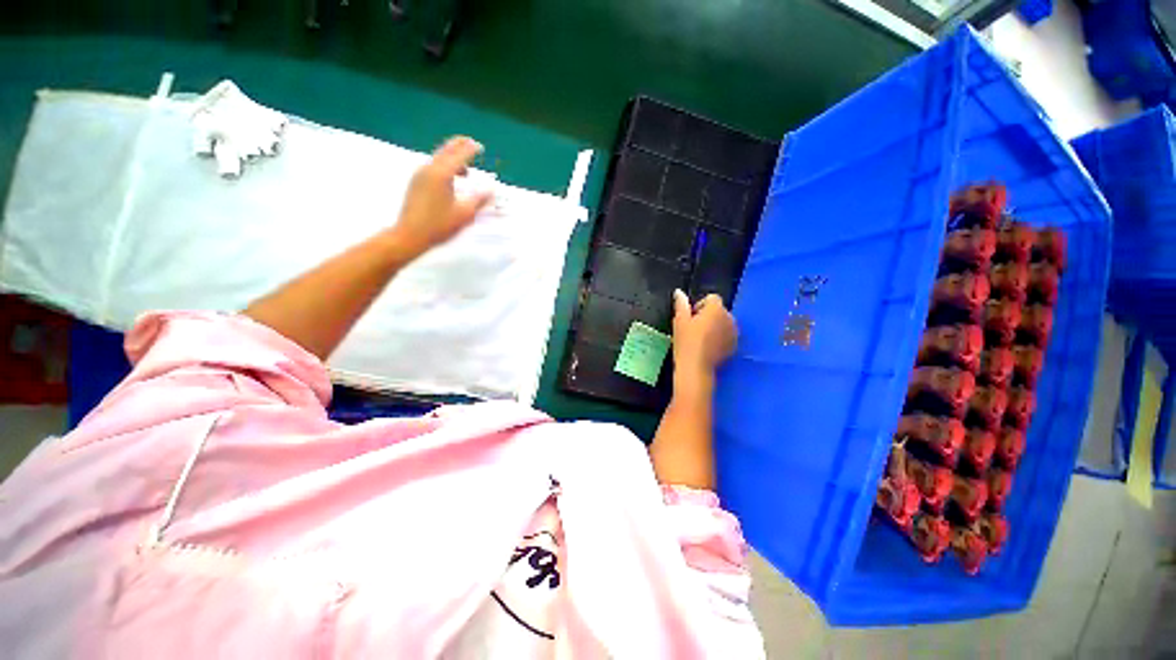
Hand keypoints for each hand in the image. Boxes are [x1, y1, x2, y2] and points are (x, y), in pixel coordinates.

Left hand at [387, 136, 493, 260]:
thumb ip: (479, 199)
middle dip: (459, 146)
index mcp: (442, 174)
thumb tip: (491, 189)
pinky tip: (451, 181)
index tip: (480, 146)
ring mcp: (420, 175)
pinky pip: (433, 167)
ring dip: (452, 159)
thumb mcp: (465, 214)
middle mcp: (429, 169)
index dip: (470, 149)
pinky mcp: (416, 183)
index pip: (459, 155)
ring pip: (438, 158)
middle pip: (446, 150)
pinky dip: (445, 167)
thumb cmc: (439, 225)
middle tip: (471, 144)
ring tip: (465, 171)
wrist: (410, 234)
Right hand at [671, 289, 736, 382]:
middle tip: (694, 328)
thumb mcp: (679, 321)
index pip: (712, 298)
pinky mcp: (735, 346)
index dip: (700, 305)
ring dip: (715, 326)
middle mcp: (729, 318)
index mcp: (716, 309)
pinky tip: (709, 347)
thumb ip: (681, 304)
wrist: (696, 367)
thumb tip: (679, 292)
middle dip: (709, 315)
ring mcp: (734, 333)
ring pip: (724, 323)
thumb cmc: (686, 342)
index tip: (690, 317)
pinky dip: (720, 337)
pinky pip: (727, 335)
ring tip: (701, 338)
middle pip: (719, 310)